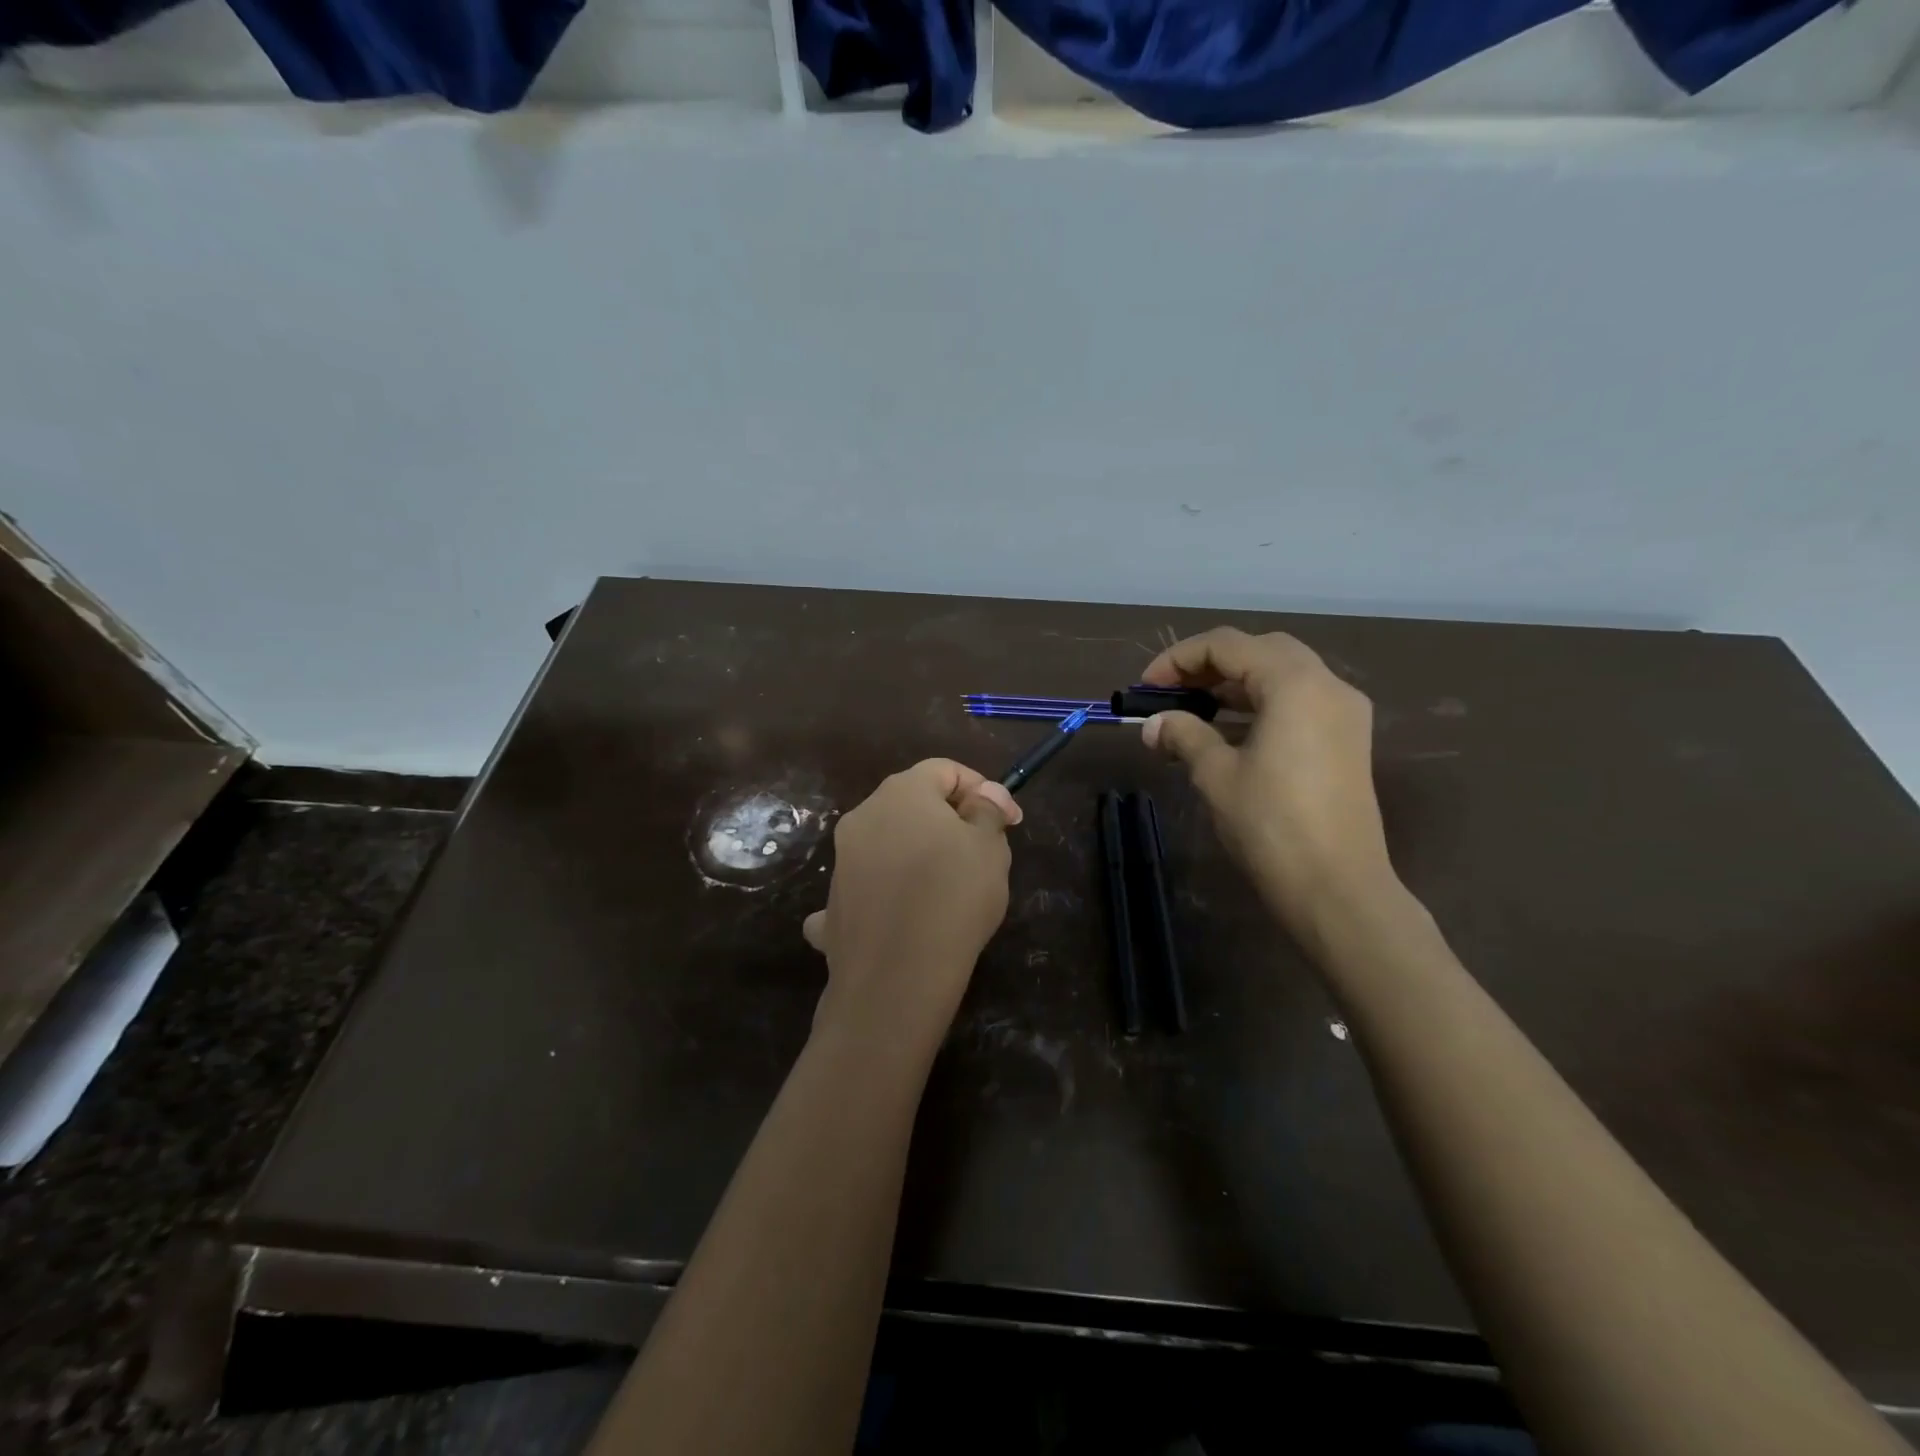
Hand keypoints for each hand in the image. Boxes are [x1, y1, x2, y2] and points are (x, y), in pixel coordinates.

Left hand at [803, 759, 1020, 1051]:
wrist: (897, 976)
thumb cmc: (954, 897)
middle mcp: (862, 817)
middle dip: (948, 820)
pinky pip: (861, 891)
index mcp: (901, 793)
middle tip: (981, 853)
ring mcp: (841, 863)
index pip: (945, 770)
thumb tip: (983, 794)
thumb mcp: (990, 847)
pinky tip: (894, 918)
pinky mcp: (832, 907)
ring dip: (915, 855)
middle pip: (911, 804)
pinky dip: (879, 897)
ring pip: (885, 845)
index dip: (982, 789)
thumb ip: (987, 811)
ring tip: (948, 890)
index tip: (1009, 821)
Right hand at [1140, 627, 1395, 940]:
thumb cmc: (1271, 825)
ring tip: (1192, 710)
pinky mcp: (1346, 741)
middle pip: (1260, 651)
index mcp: (1295, 684)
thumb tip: (1153, 725)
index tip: (1145, 688)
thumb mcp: (1216, 775)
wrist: (1337, 888)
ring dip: (1234, 684)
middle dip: (1209, 665)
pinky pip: (1298, 702)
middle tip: (1171, 691)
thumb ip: (1184, 735)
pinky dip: (1260, 705)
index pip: (1228, 645)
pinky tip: (1228, 732)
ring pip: (1282, 675)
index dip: (1178, 659)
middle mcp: (1327, 686)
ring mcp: (1343, 713)